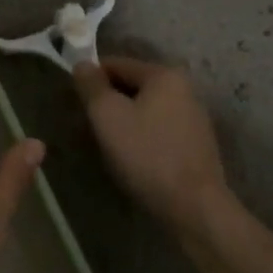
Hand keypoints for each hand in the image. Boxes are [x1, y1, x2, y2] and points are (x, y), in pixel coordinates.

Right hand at [72, 57, 230, 232]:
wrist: (194, 208)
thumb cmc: (146, 154)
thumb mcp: (107, 115)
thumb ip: (91, 85)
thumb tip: (82, 64)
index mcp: (164, 75)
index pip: (116, 64)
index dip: (91, 79)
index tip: (76, 102)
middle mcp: (184, 89)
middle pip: (132, 86)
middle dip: (108, 102)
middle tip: (89, 127)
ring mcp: (194, 118)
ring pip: (145, 109)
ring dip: (124, 121)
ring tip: (109, 146)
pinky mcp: (196, 145)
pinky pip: (159, 129)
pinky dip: (142, 137)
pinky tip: (134, 159)